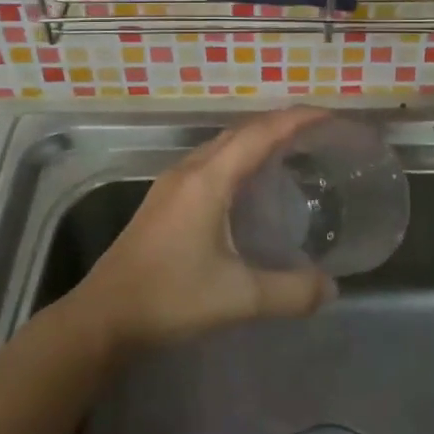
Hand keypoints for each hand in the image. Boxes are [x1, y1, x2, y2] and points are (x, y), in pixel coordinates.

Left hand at [77, 107, 336, 351]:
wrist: (102, 317)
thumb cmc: (169, 298)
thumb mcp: (238, 298)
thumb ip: (290, 291)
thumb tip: (331, 287)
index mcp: (209, 180)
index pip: (260, 134)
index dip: (296, 119)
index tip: (329, 115)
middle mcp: (190, 170)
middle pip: (241, 132)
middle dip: (279, 124)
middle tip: (317, 132)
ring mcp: (172, 183)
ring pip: (222, 145)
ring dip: (256, 139)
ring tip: (290, 150)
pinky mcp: (164, 200)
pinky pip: (210, 161)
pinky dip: (238, 157)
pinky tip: (248, 184)